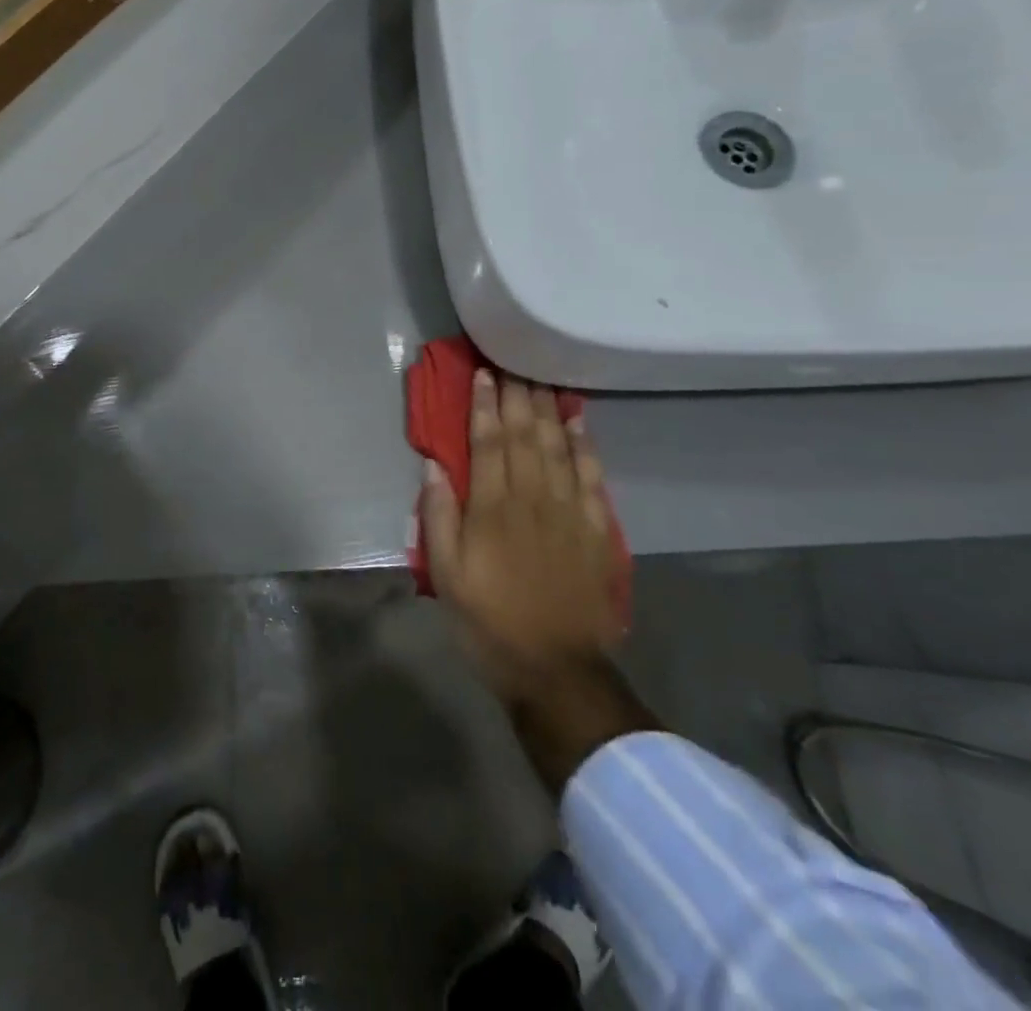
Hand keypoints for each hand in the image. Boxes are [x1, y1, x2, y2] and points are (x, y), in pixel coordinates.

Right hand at [421, 371, 652, 789]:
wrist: (557, 671)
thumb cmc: (489, 621)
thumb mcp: (446, 575)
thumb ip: (438, 517)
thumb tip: (434, 466)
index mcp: (492, 508)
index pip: (488, 442)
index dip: (484, 405)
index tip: (482, 373)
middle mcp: (532, 499)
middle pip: (526, 435)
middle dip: (518, 394)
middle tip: (514, 359)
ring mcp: (569, 512)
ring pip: (559, 447)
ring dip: (549, 409)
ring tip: (543, 377)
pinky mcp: (595, 531)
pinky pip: (591, 477)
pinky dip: (584, 445)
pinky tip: (578, 423)